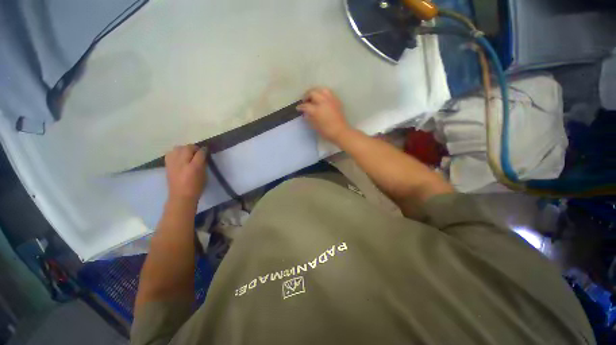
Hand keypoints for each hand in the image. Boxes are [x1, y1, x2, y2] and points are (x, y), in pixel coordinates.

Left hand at [165, 145, 206, 203]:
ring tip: (188, 153)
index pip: (200, 153)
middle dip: (194, 148)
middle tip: (197, 151)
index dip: (204, 150)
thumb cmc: (196, 187)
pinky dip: (176, 152)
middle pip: (188, 148)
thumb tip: (203, 157)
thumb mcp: (204, 176)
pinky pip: (170, 153)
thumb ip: (203, 165)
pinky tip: (179, 157)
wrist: (181, 196)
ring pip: (178, 148)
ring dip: (184, 149)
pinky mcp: (167, 165)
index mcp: (194, 167)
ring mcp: (173, 164)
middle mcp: (183, 163)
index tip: (206, 150)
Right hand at [297, 87, 350, 142]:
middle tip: (304, 101)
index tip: (298, 108)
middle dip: (306, 96)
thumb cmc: (327, 131)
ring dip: (315, 92)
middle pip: (313, 93)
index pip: (306, 105)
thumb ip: (309, 118)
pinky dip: (323, 93)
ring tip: (313, 97)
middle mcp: (323, 102)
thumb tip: (305, 114)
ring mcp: (330, 100)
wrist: (341, 132)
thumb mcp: (315, 126)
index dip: (301, 107)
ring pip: (321, 90)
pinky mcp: (336, 101)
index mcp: (317, 110)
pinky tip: (321, 99)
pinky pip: (329, 93)